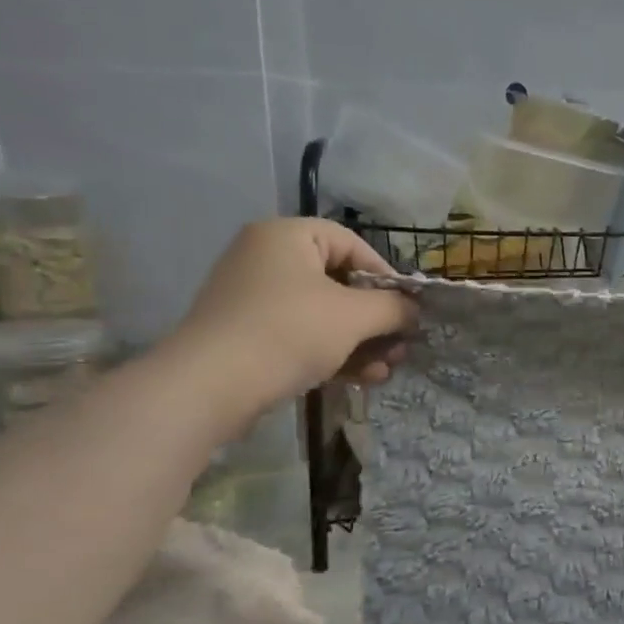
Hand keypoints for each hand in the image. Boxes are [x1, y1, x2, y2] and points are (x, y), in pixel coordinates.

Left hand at [160, 219, 416, 435]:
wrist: (210, 386)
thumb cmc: (288, 333)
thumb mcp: (354, 316)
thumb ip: (392, 308)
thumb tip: (413, 310)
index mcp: (286, 237)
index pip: (351, 244)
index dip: (386, 276)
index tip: (408, 308)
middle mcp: (266, 259)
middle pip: (339, 283)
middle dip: (376, 320)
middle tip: (401, 345)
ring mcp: (254, 299)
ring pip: (324, 316)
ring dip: (361, 343)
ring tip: (387, 370)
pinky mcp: (248, 336)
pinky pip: (302, 336)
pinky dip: (333, 354)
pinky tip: (363, 379)